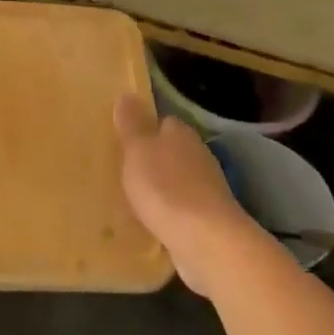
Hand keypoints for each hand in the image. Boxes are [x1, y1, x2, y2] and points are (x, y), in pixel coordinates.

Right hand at [115, 96, 261, 295]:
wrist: (206, 240)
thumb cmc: (165, 187)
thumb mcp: (137, 150)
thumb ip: (132, 124)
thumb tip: (127, 94)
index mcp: (181, 134)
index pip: (163, 122)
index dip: (144, 129)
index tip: (124, 140)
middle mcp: (198, 155)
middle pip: (172, 151)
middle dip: (153, 159)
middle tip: (125, 170)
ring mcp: (207, 188)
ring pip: (178, 180)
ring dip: (162, 187)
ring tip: (135, 197)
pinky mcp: (209, 218)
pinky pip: (182, 208)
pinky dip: (170, 212)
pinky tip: (153, 221)